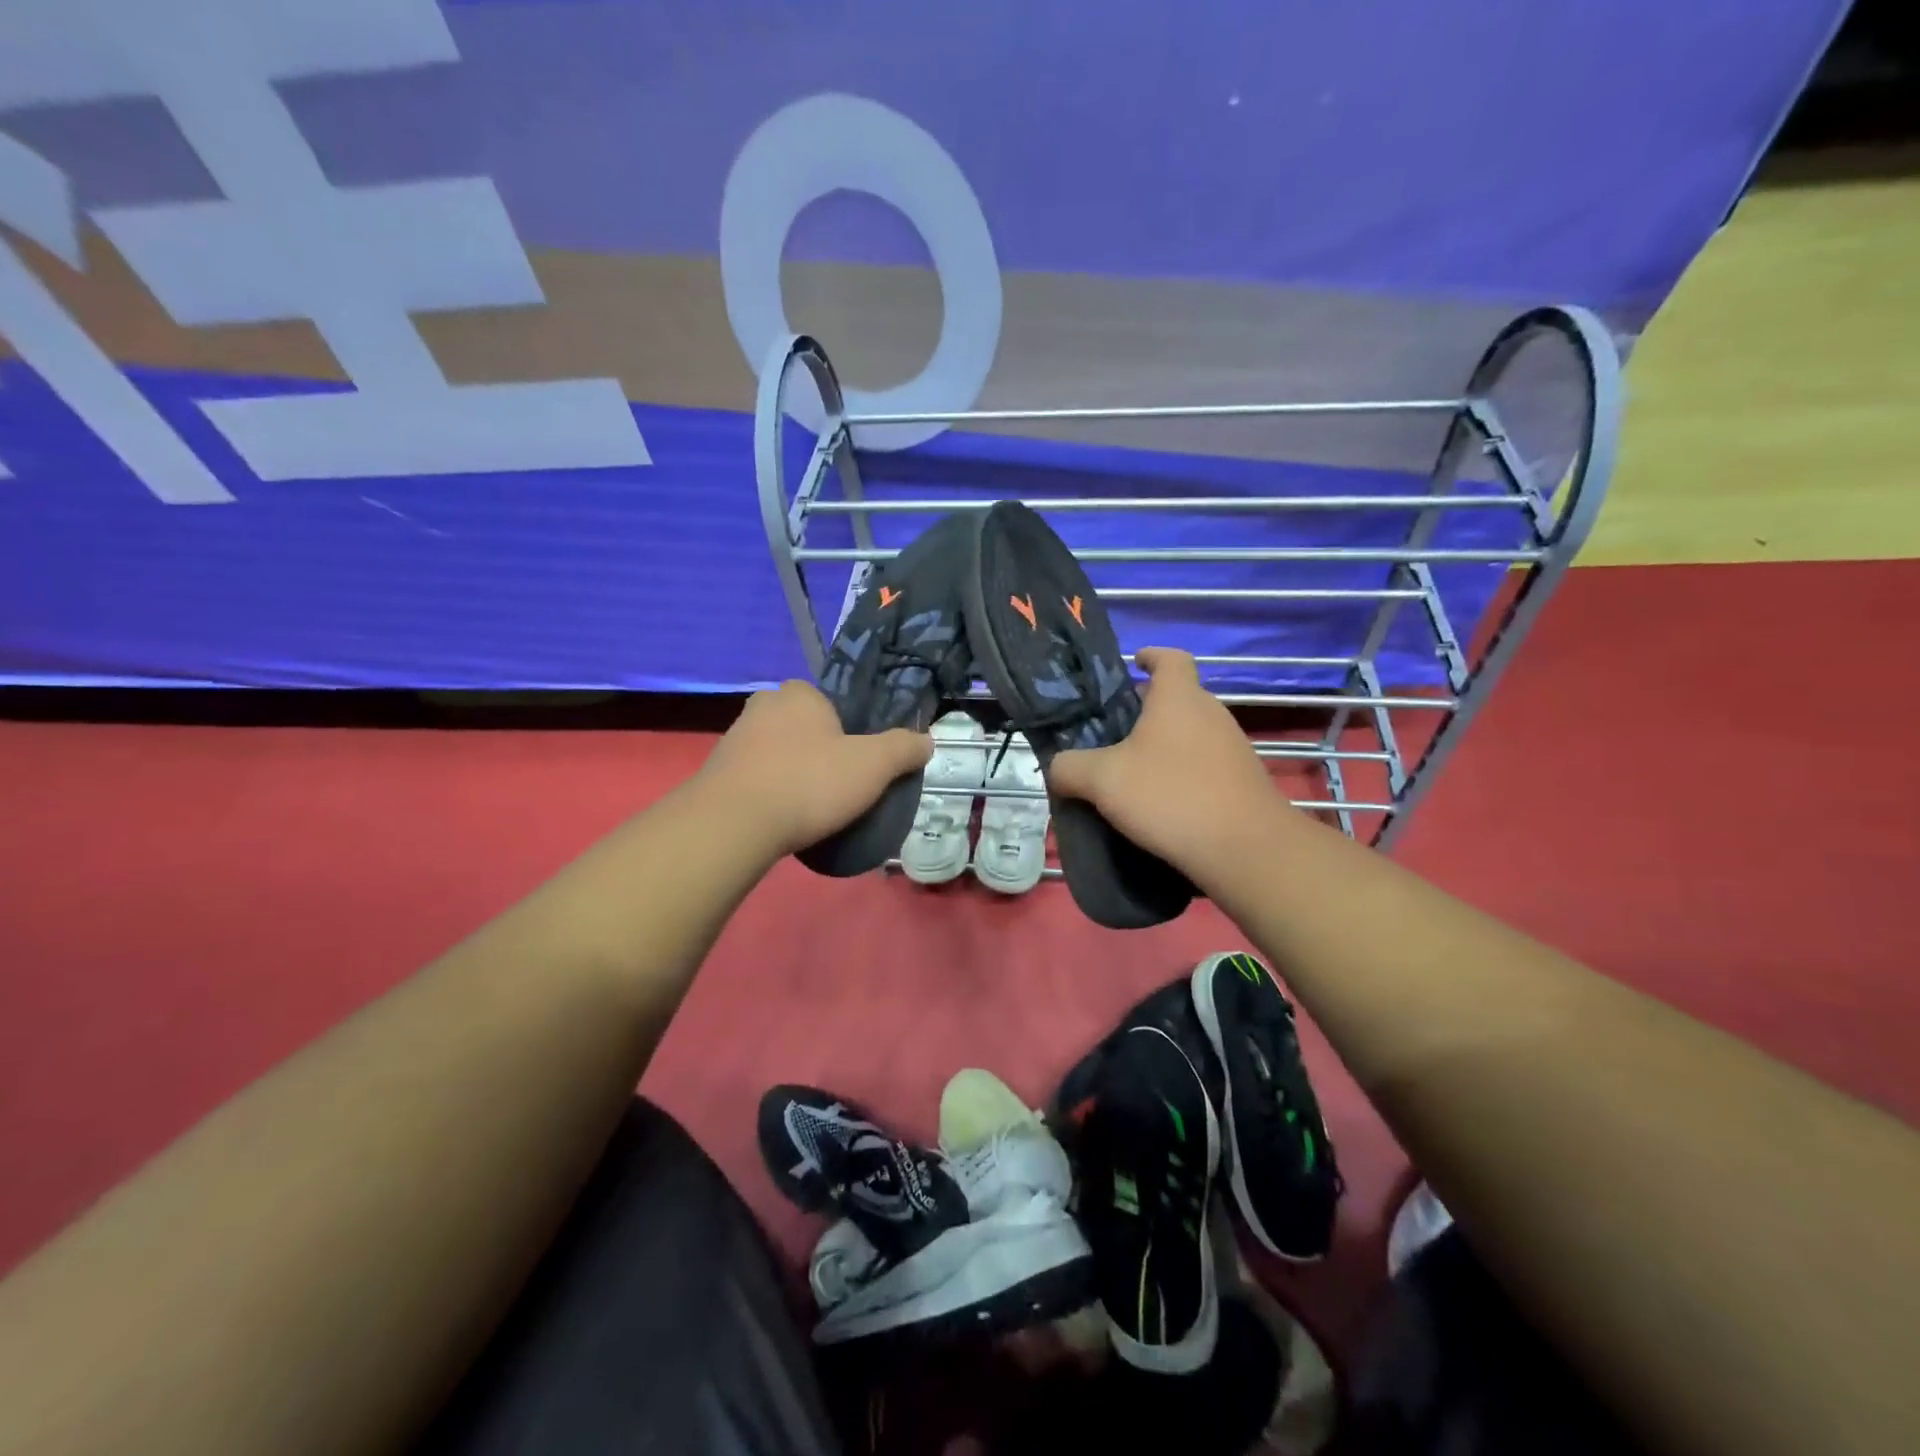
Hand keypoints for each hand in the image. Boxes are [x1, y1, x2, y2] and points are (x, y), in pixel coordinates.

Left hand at [699, 681, 932, 857]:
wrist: (734, 824)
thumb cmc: (810, 782)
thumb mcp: (874, 765)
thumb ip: (903, 749)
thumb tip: (927, 740)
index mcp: (799, 694)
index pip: (829, 702)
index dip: (847, 731)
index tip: (857, 762)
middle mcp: (762, 706)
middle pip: (802, 726)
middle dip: (818, 750)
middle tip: (837, 785)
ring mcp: (734, 739)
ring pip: (777, 752)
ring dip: (792, 772)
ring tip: (811, 808)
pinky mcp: (715, 773)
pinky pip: (755, 778)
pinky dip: (769, 792)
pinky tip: (782, 817)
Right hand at [1048, 648, 1289, 886]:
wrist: (1245, 849)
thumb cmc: (1170, 796)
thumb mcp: (1102, 780)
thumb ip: (1069, 768)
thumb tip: (1058, 769)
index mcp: (1178, 698)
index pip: (1170, 658)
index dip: (1151, 656)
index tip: (1133, 664)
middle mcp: (1210, 713)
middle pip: (1177, 698)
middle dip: (1146, 709)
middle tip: (1112, 732)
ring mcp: (1232, 747)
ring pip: (1190, 733)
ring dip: (1163, 744)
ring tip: (1131, 772)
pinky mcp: (1242, 781)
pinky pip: (1204, 764)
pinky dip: (1181, 772)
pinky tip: (1160, 802)